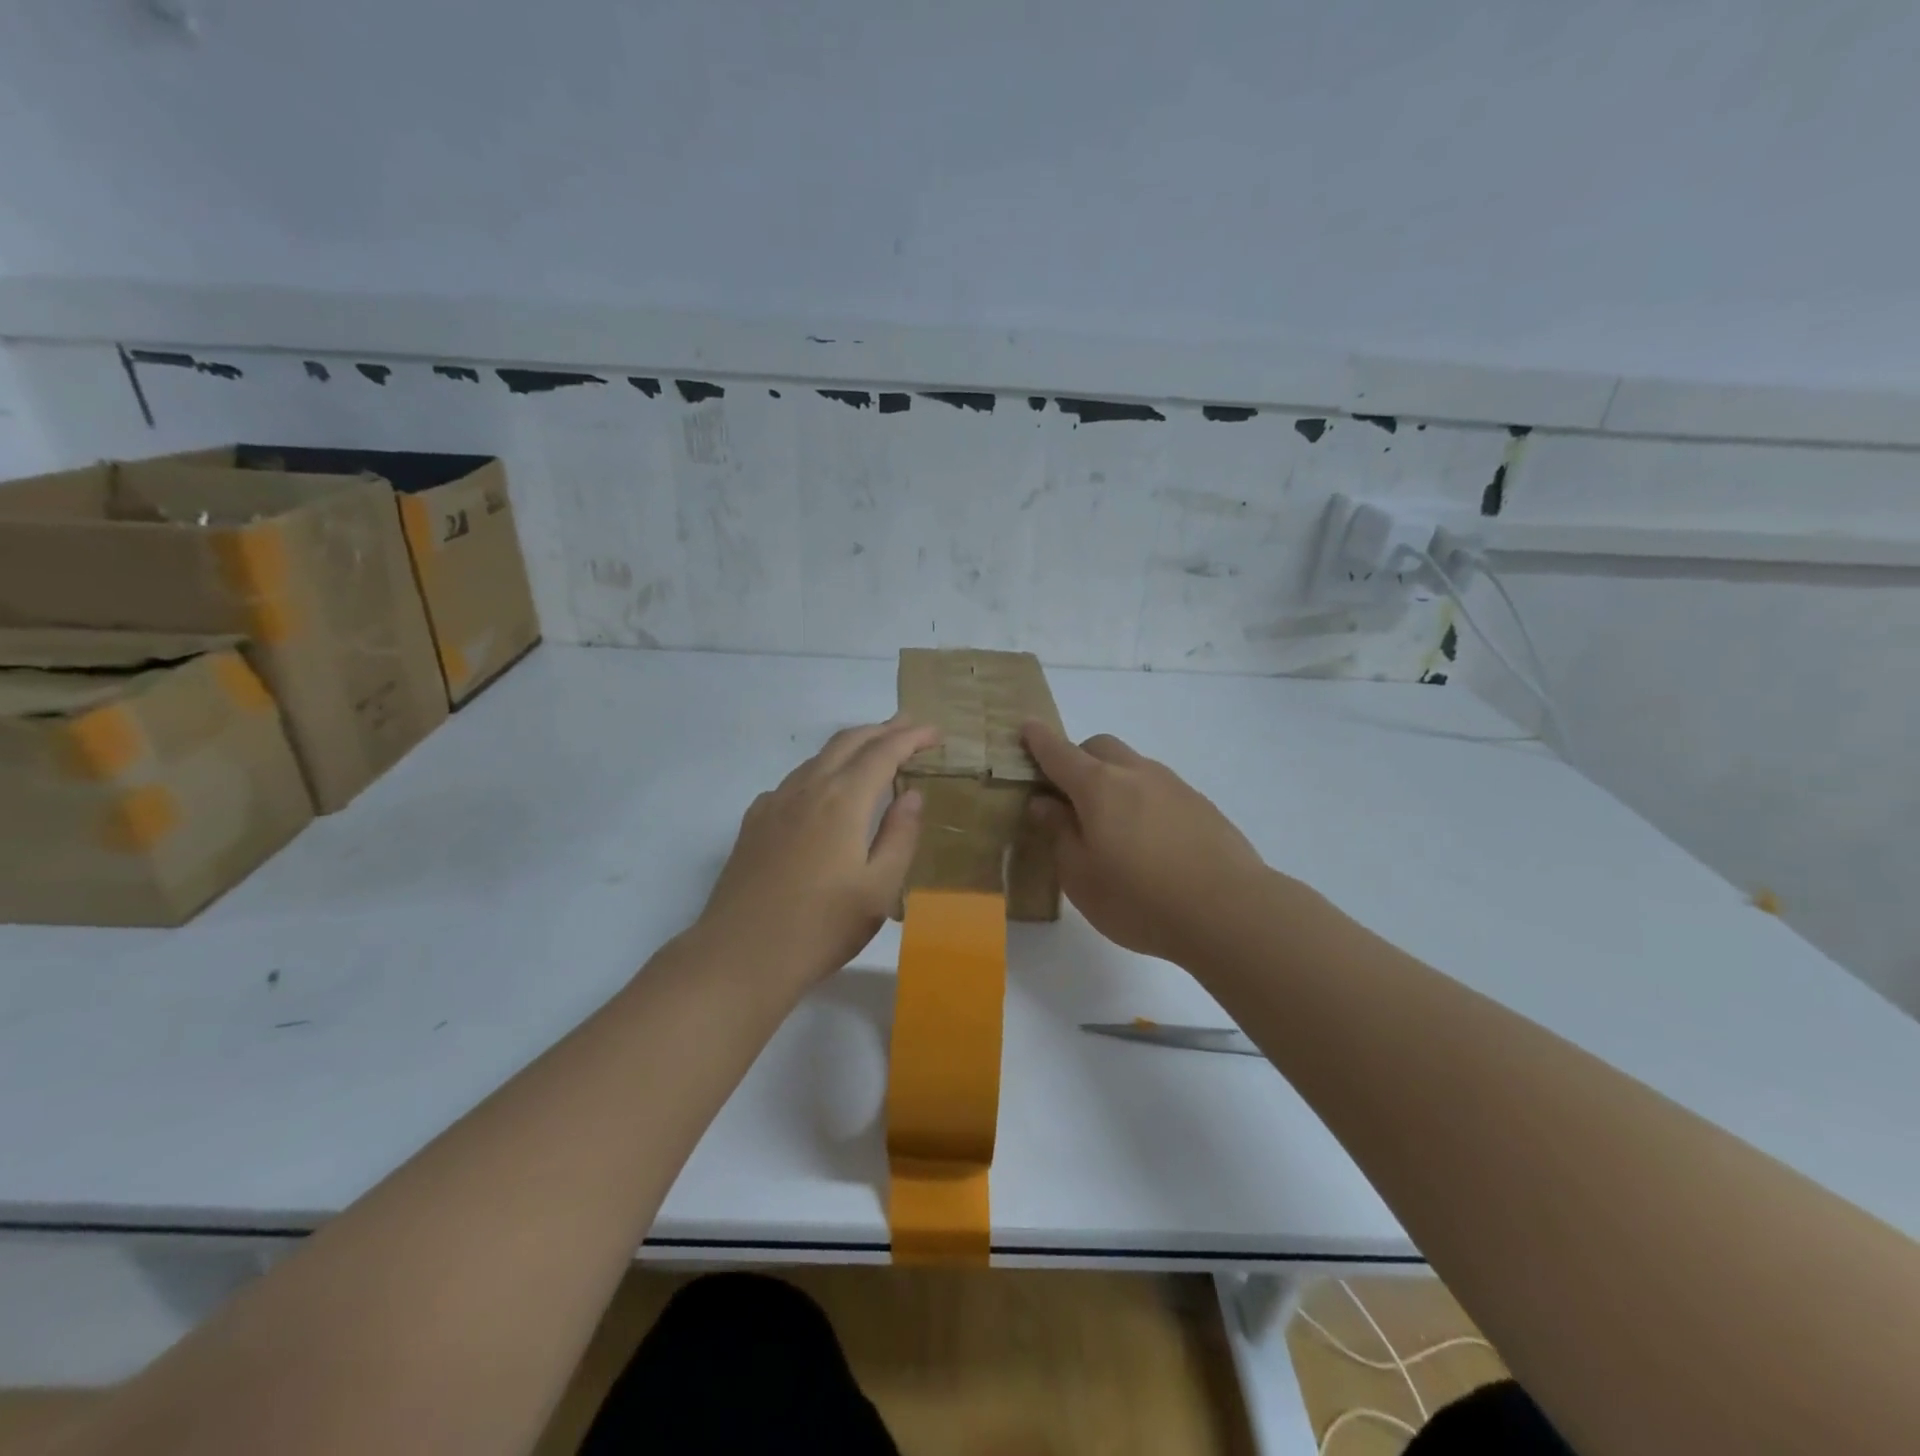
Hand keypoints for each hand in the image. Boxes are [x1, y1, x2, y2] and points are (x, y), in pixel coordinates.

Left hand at [694, 716, 937, 990]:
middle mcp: (807, 789)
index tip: (935, 732)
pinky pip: (794, 781)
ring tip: (874, 752)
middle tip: (909, 726)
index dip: (911, 737)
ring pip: (818, 758)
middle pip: (848, 742)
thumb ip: (900, 835)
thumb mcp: (879, 888)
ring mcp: (775, 803)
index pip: (883, 752)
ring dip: (851, 746)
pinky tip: (823, 792)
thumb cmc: (821, 927)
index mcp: (842, 800)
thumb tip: (912, 794)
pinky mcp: (754, 823)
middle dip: (882, 729)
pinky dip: (820, 771)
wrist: (740, 956)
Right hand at [1024, 721, 1269, 965]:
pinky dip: (1143, 800)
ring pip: (1133, 766)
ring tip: (1113, 827)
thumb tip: (1045, 803)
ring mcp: (1174, 786)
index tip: (1027, 727)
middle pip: (1100, 747)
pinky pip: (1160, 789)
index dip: (1039, 740)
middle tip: (1069, 797)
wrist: (1229, 911)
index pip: (1059, 753)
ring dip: (1114, 780)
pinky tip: (1151, 842)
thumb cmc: (1139, 898)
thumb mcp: (1080, 877)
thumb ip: (1059, 833)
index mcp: (1098, 786)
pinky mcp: (1201, 805)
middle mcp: (1136, 774)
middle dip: (1079, 759)